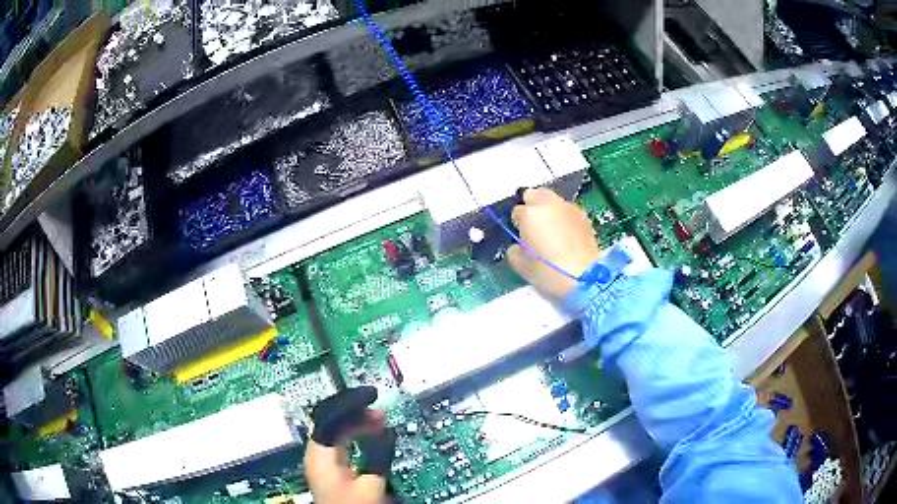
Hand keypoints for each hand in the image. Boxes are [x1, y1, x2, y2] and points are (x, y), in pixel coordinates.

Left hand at [304, 387, 396, 503]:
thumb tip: (386, 430)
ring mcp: (321, 460)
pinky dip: (358, 436)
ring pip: (337, 430)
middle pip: (331, 419)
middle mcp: (316, 453)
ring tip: (382, 420)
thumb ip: (378, 456)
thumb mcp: (371, 484)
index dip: (350, 401)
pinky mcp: (330, 468)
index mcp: (320, 454)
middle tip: (381, 410)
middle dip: (357, 411)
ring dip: (359, 423)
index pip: (329, 415)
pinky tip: (373, 436)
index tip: (372, 394)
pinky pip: (342, 442)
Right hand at [508, 188, 601, 297]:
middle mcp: (548, 204)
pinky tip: (566, 235)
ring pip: (553, 200)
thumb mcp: (520, 265)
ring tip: (552, 230)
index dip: (518, 225)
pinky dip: (564, 217)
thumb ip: (515, 249)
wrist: (584, 277)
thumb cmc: (548, 272)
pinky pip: (567, 211)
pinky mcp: (584, 216)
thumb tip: (519, 245)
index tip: (522, 237)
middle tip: (534, 226)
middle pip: (534, 194)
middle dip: (532, 206)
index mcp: (529, 213)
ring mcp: (568, 207)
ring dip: (549, 211)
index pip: (516, 212)